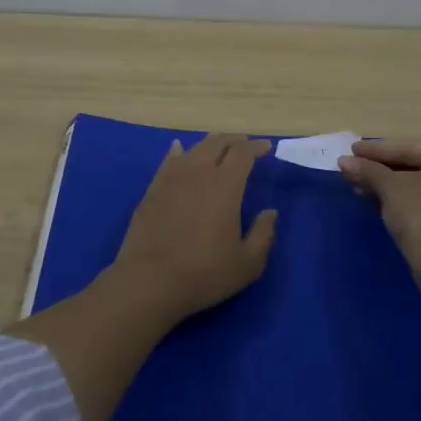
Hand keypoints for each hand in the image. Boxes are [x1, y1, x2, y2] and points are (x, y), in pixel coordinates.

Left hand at [107, 133, 278, 323]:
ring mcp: (171, 178)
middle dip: (234, 140)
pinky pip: (168, 161)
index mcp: (225, 185)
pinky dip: (178, 152)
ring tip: (218, 146)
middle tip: (245, 143)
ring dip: (209, 144)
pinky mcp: (152, 189)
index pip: (243, 153)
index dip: (256, 147)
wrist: (149, 281)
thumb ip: (264, 234)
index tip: (266, 147)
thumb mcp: (247, 263)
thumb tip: (270, 212)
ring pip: (193, 149)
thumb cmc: (204, 273)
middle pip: (217, 143)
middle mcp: (198, 172)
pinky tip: (178, 150)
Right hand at [338, 139, 420, 271]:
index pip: (410, 148)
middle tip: (353, 169)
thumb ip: (368, 170)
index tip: (352, 150)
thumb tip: (344, 162)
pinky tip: (378, 202)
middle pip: (417, 165)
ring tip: (359, 188)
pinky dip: (406, 199)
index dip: (377, 150)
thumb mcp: (391, 188)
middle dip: (382, 170)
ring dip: (389, 186)